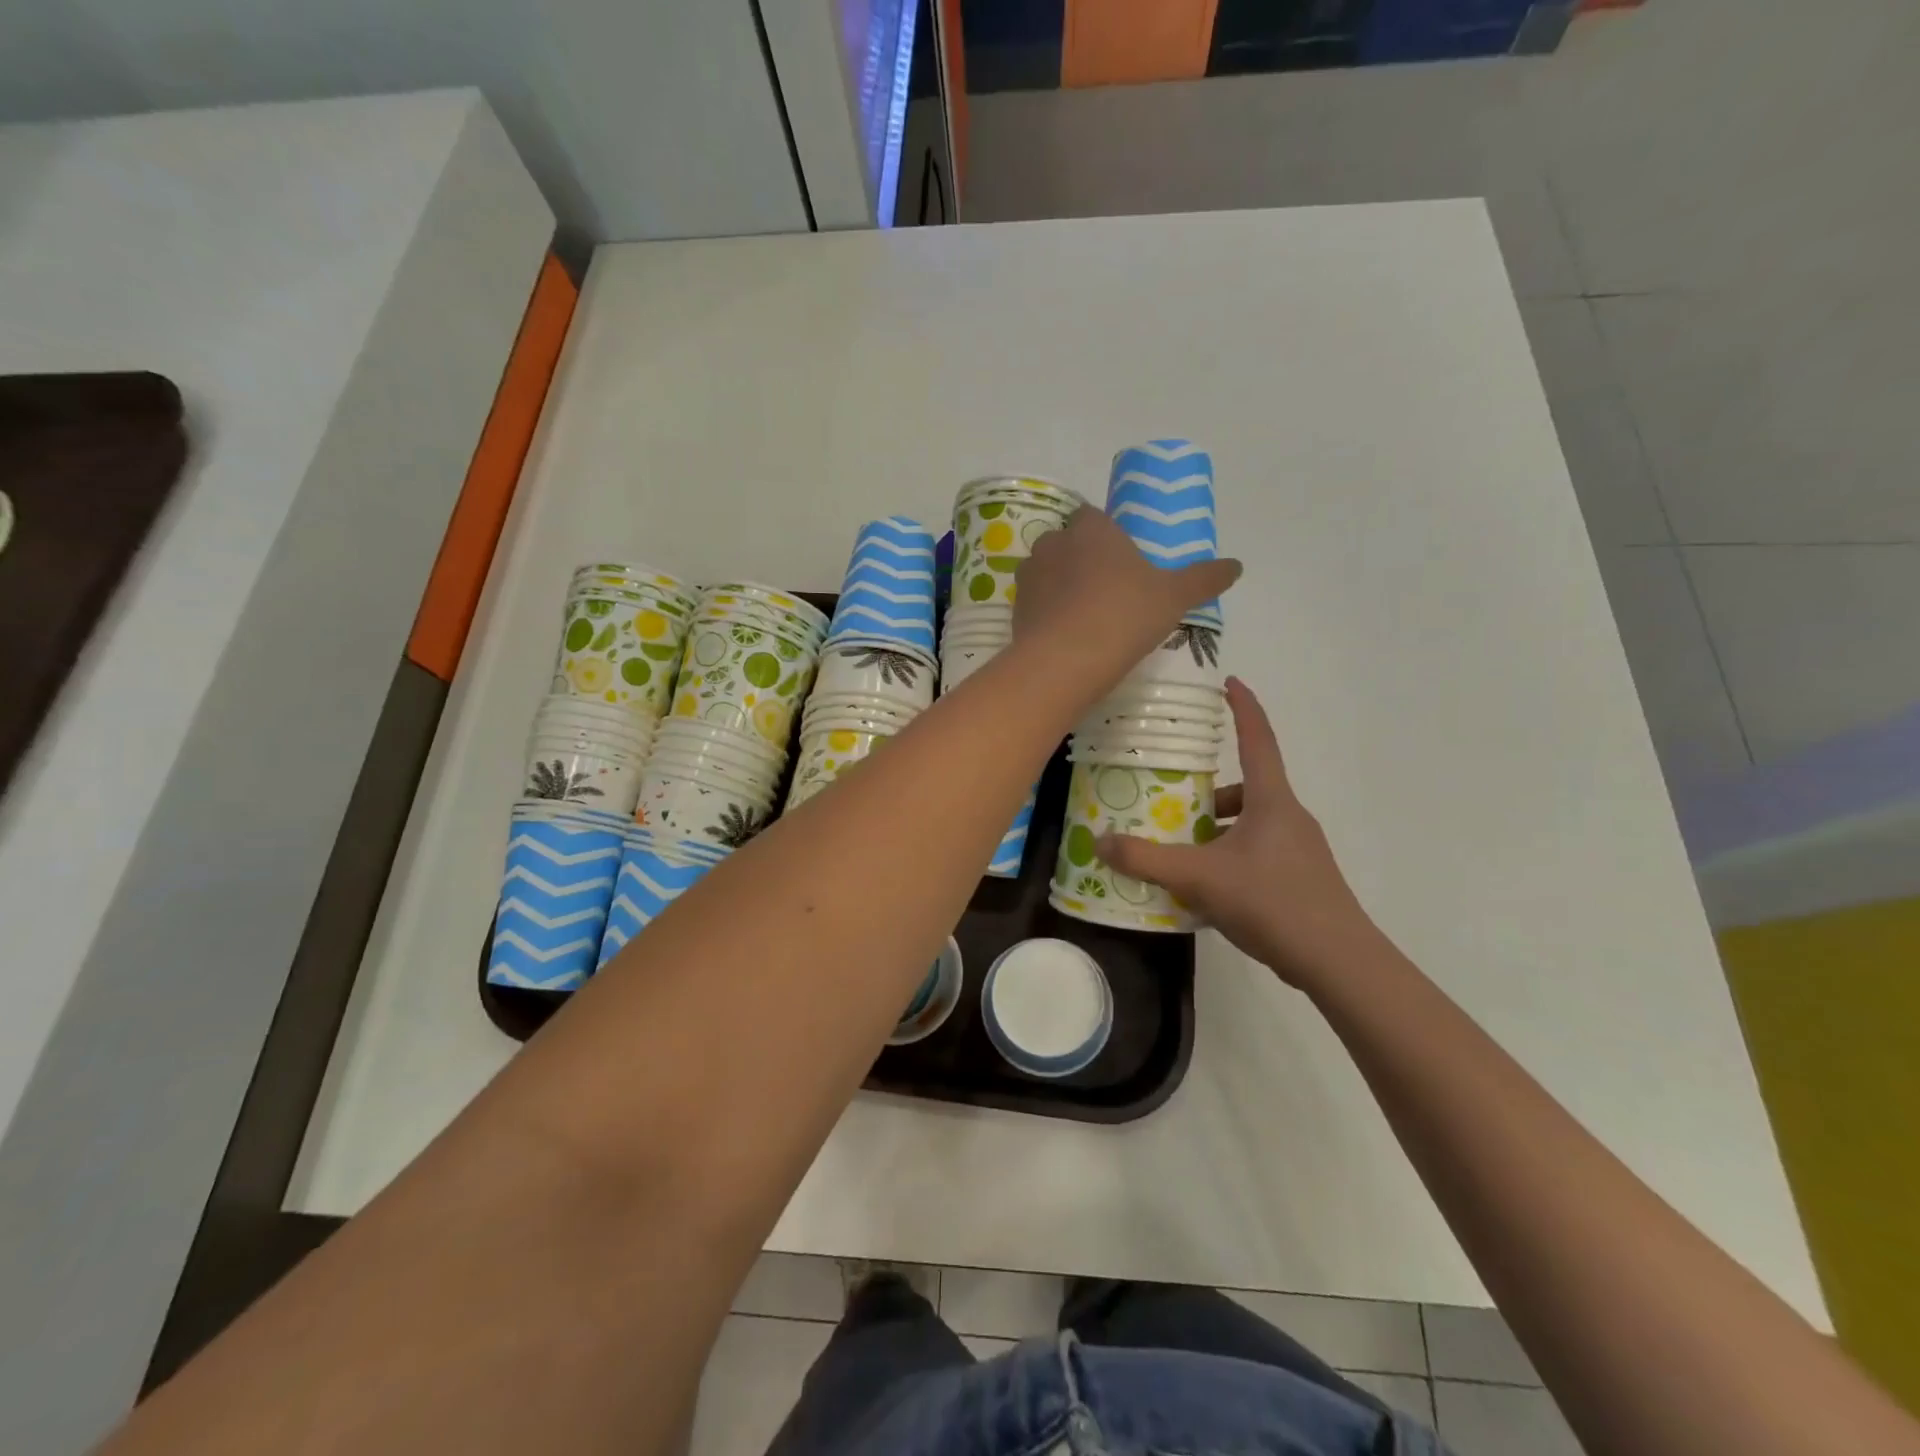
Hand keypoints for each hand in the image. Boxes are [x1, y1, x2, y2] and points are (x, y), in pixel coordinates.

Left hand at [1012, 507, 1240, 692]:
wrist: (1065, 661)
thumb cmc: (1124, 615)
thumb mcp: (1174, 597)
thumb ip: (1203, 579)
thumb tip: (1237, 566)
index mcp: (1091, 529)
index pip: (1093, 516)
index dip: (1106, 536)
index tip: (1123, 561)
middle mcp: (1053, 544)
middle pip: (1068, 543)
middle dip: (1083, 560)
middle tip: (1109, 591)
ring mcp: (1029, 577)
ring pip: (1047, 573)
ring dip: (1062, 587)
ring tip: (1087, 617)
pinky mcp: (1015, 610)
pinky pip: (1035, 604)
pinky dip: (1048, 614)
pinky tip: (1068, 637)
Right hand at [1096, 677, 1380, 989]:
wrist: (1339, 962)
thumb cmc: (1273, 902)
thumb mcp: (1200, 878)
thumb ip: (1147, 860)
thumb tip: (1101, 841)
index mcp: (1272, 801)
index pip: (1258, 739)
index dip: (1244, 707)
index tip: (1229, 682)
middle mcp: (1289, 817)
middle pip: (1247, 788)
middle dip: (1210, 791)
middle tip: (1174, 799)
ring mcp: (1300, 850)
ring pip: (1250, 824)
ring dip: (1217, 830)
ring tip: (1182, 852)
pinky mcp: (1301, 880)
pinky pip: (1257, 853)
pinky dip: (1229, 857)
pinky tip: (1206, 888)